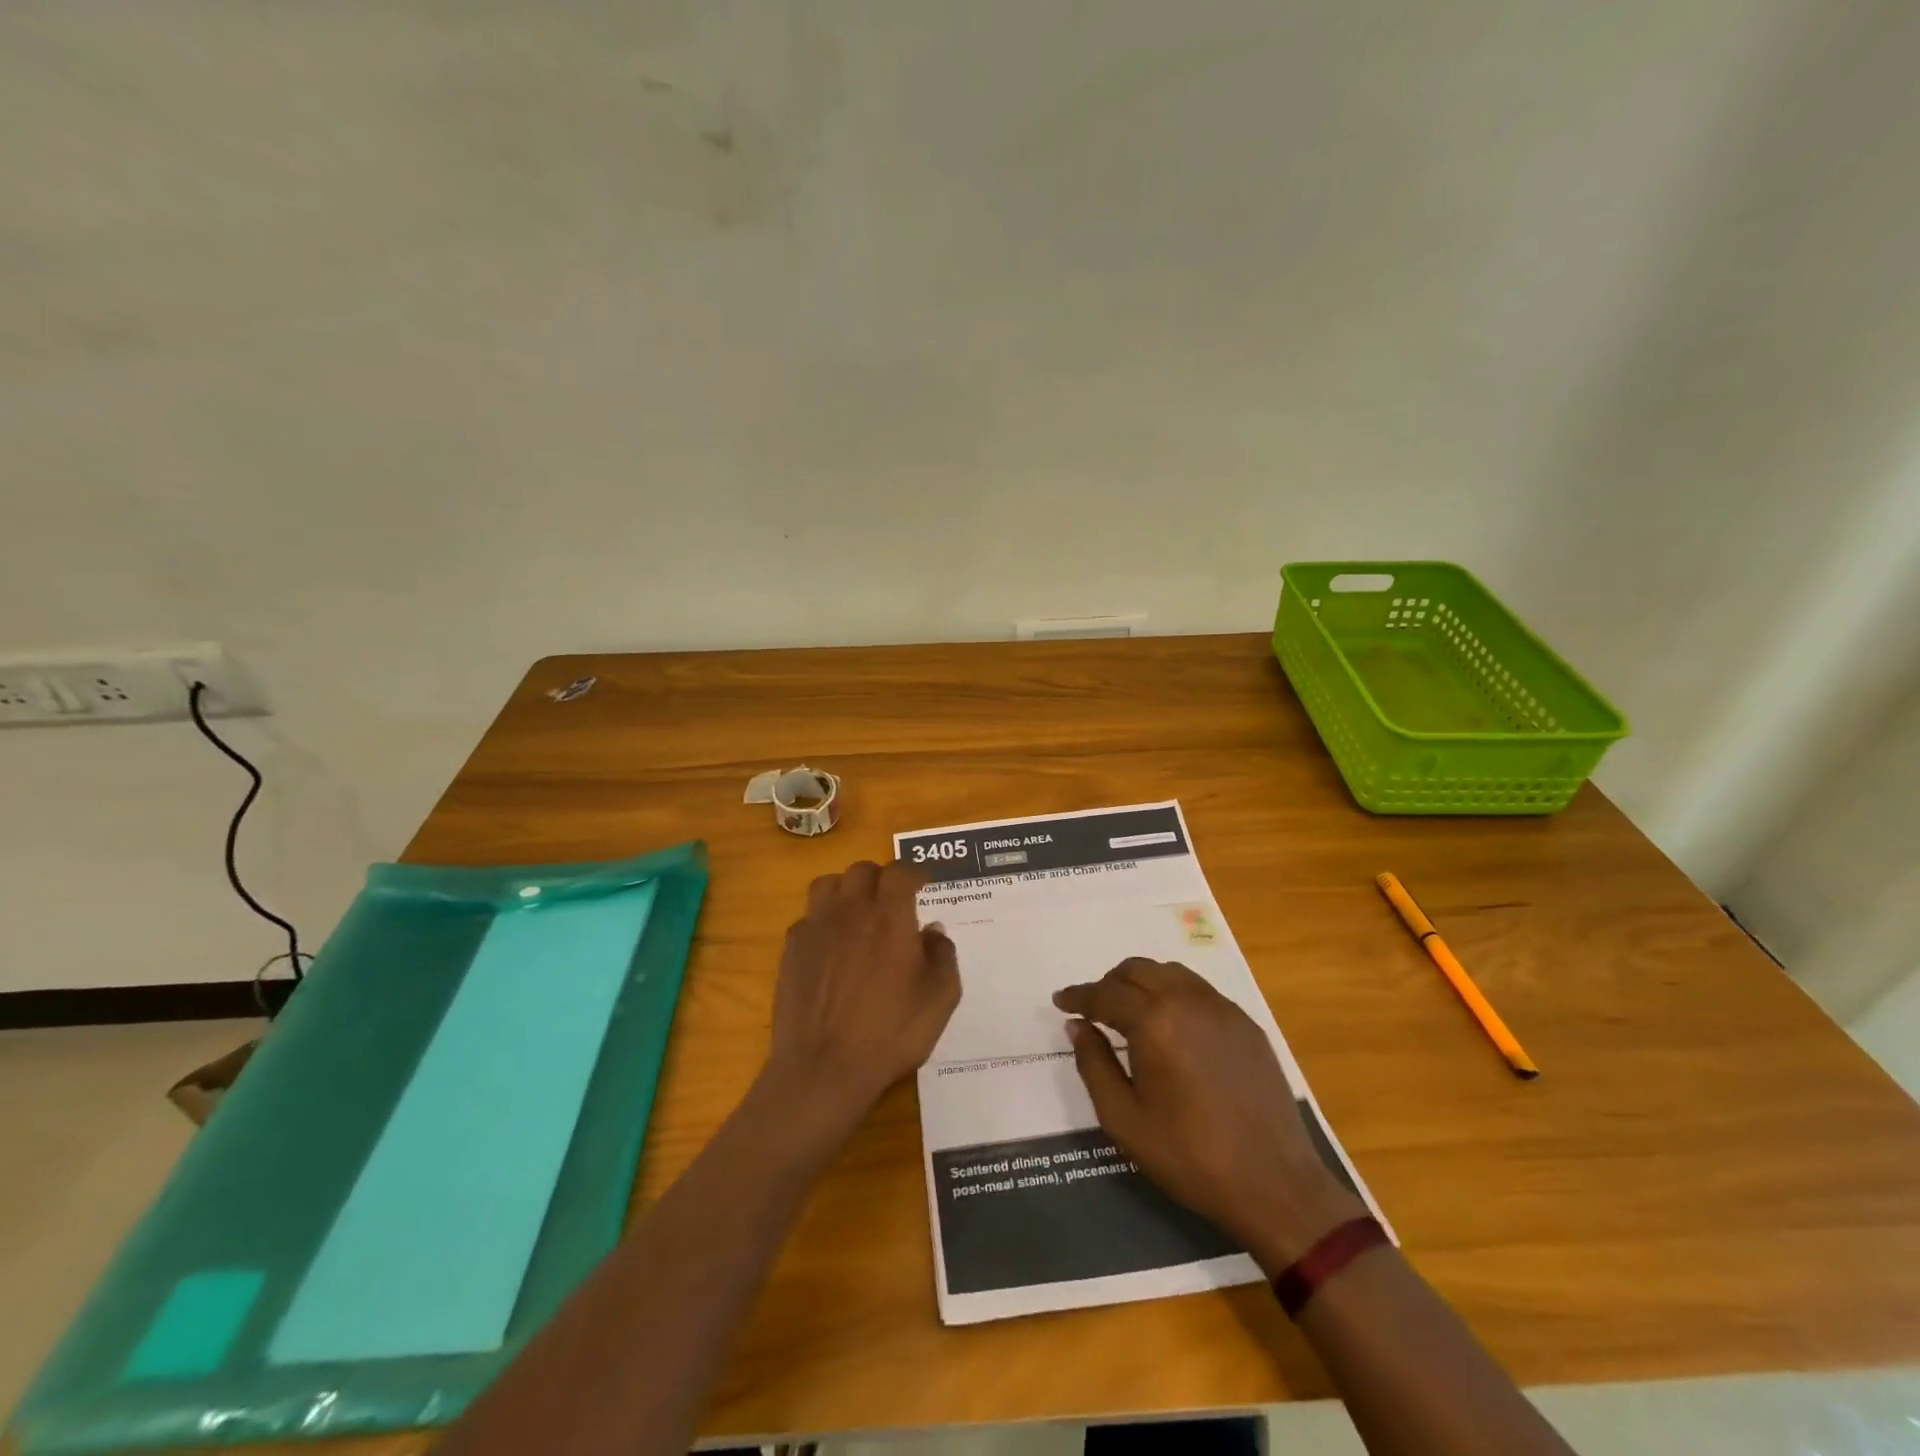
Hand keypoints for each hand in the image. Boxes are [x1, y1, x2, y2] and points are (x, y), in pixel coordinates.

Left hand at [765, 860, 961, 1132]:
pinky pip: (807, 918)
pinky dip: (822, 921)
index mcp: (890, 916)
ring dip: (846, 890)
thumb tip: (933, 929)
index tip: (923, 883)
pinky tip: (830, 945)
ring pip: (828, 884)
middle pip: (862, 870)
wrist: (824, 1068)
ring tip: (856, 911)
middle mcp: (851, 910)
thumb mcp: (940, 999)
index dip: (914, 873)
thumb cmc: (890, 1033)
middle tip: (892, 899)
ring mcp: (816, 927)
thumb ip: (943, 955)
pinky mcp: (791, 949)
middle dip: (880, 878)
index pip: (900, 872)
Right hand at [1054, 959, 1362, 1271]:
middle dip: (1109, 983)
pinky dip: (1175, 994)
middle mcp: (1187, 1000)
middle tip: (1095, 1009)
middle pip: (1137, 970)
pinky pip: (1199, 990)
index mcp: (1154, 1021)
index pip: (1105, 994)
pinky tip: (1173, 1026)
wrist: (1273, 1183)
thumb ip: (1094, 1064)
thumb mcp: (1124, 1119)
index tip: (1061, 1000)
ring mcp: (1221, 1009)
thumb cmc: (1189, 1155)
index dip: (1079, 996)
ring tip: (1131, 1012)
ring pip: (1170, 973)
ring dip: (1143, 983)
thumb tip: (1078, 1026)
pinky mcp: (1245, 1023)